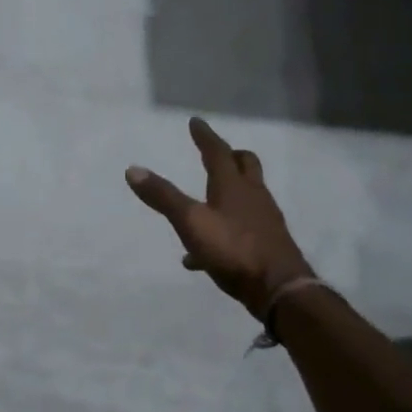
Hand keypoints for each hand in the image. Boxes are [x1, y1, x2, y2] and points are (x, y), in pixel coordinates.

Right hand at [126, 117, 312, 317]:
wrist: (279, 289)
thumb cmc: (233, 248)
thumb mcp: (190, 222)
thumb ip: (163, 196)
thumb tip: (132, 170)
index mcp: (233, 186)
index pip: (218, 152)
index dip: (205, 136)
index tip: (196, 122)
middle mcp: (253, 197)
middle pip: (246, 166)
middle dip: (230, 157)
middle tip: (216, 153)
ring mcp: (263, 221)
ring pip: (245, 197)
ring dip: (227, 193)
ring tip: (204, 202)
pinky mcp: (267, 244)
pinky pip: (241, 228)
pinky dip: (224, 229)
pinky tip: (201, 255)